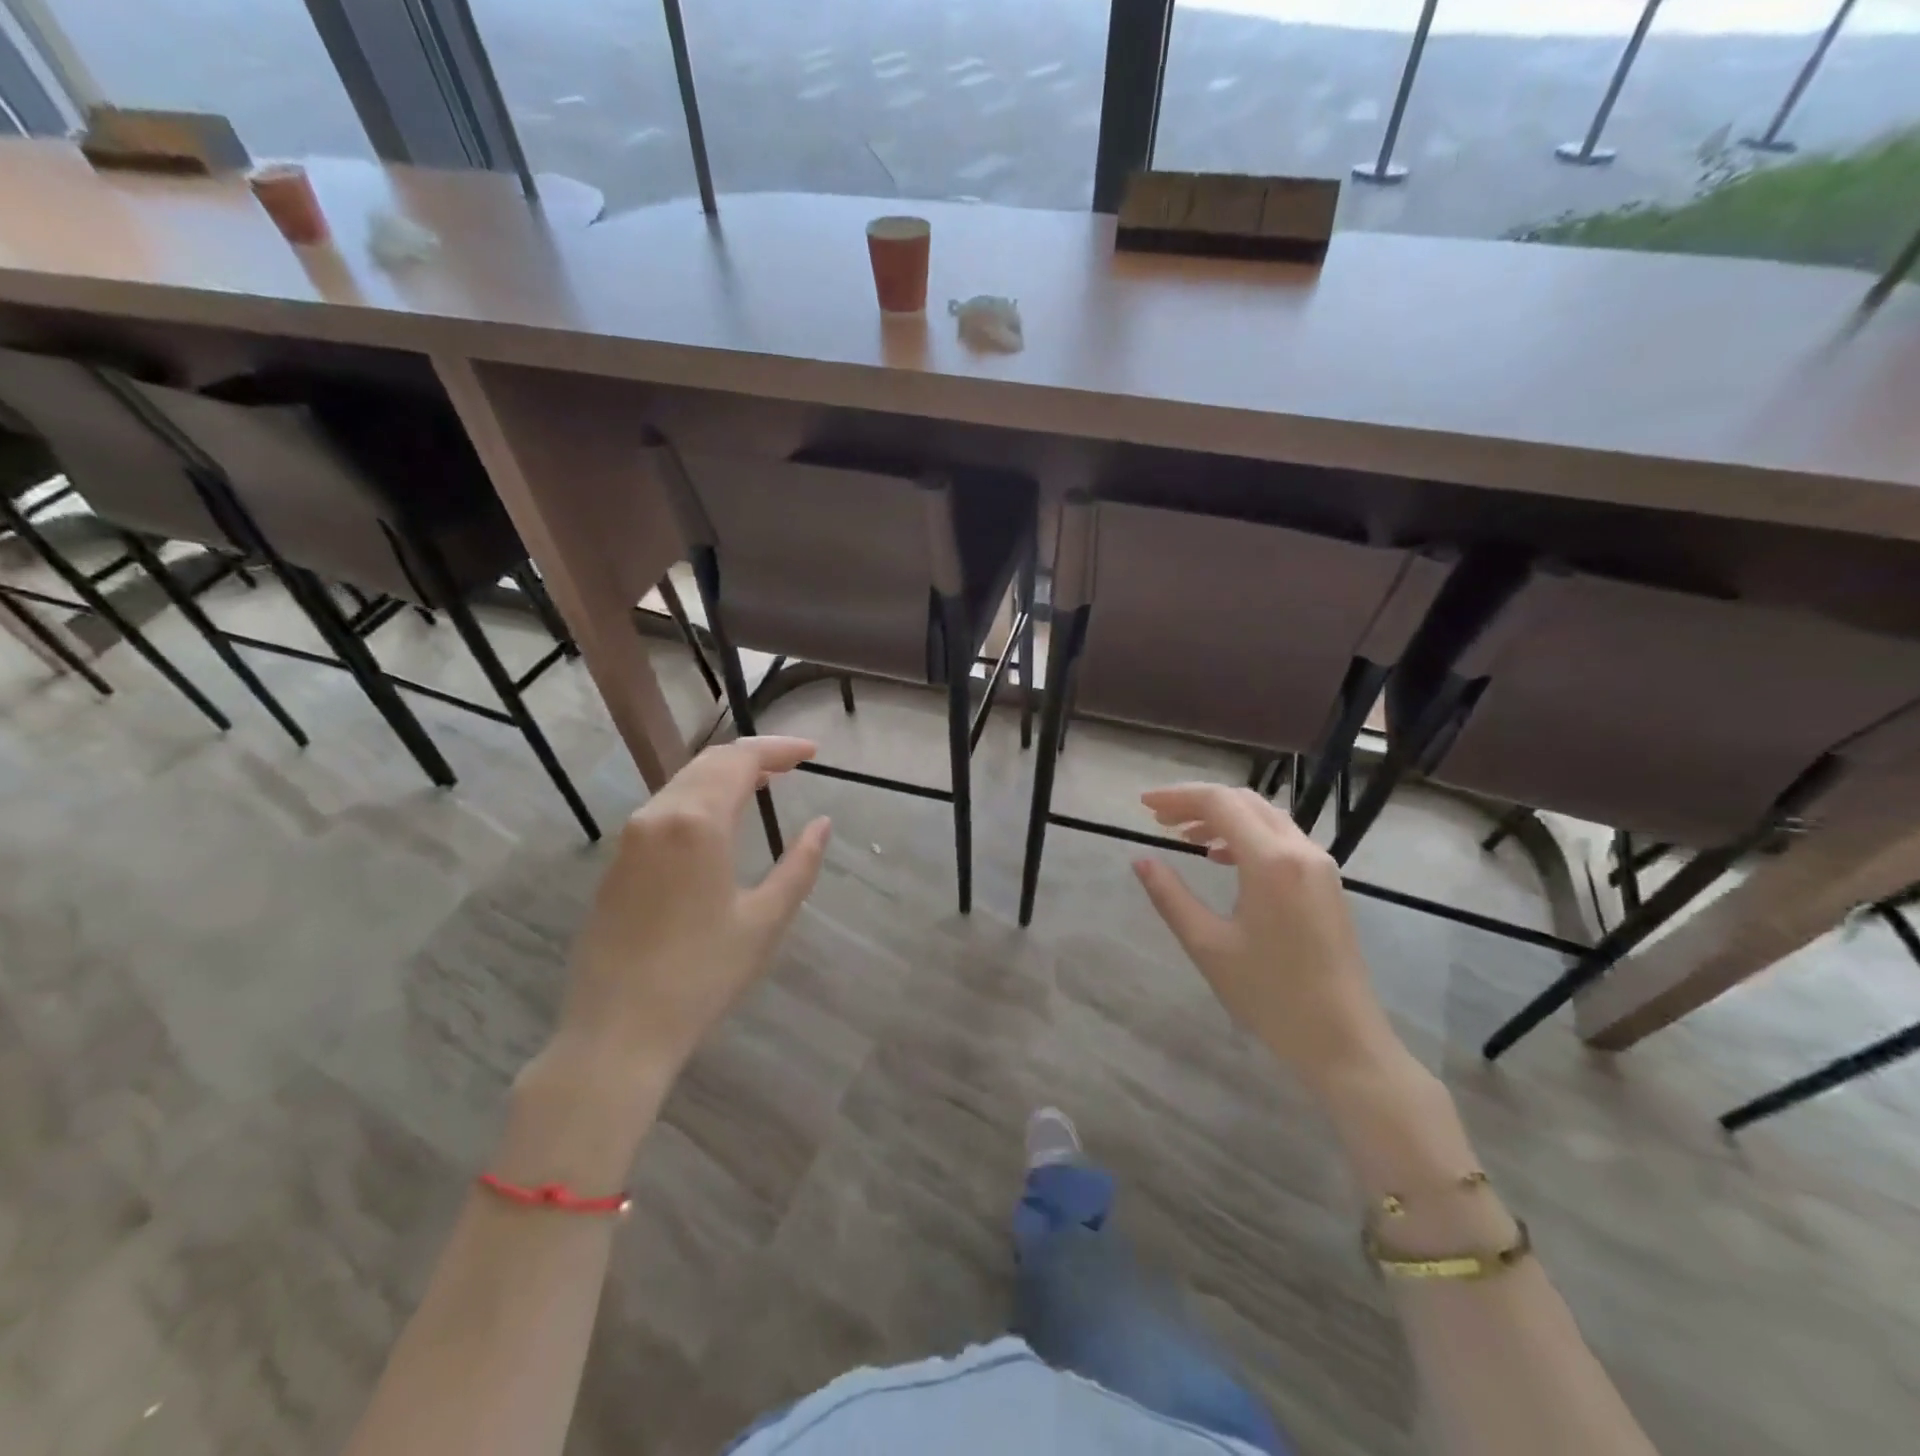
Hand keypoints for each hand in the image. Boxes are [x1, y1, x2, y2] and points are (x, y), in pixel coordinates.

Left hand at [550, 736, 830, 1082]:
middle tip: (793, 764)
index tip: (813, 752)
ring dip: (725, 775)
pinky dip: (699, 797)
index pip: (741, 761)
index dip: (780, 749)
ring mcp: (630, 838)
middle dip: (754, 756)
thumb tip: (822, 824)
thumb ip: (800, 865)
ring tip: (764, 785)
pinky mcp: (617, 862)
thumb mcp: (765, 920)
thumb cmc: (702, 976)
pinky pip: (664, 808)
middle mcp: (657, 815)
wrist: (616, 1032)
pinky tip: (719, 820)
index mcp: (697, 823)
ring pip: (683, 782)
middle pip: (709, 762)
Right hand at [1132, 783, 1403, 1093]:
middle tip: (1158, 818)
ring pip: (1265, 817)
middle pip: (1244, 802)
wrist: (1342, 1040)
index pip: (1220, 803)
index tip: (1143, 803)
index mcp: (1271, 861)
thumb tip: (1141, 861)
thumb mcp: (1208, 945)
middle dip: (1198, 802)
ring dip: (1222, 817)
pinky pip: (1281, 839)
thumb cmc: (1270, 995)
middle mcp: (1300, 850)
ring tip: (1183, 835)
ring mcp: (1319, 865)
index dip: (1178, 796)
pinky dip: (1246, 835)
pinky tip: (1221, 857)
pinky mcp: (1325, 883)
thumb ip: (1170, 897)